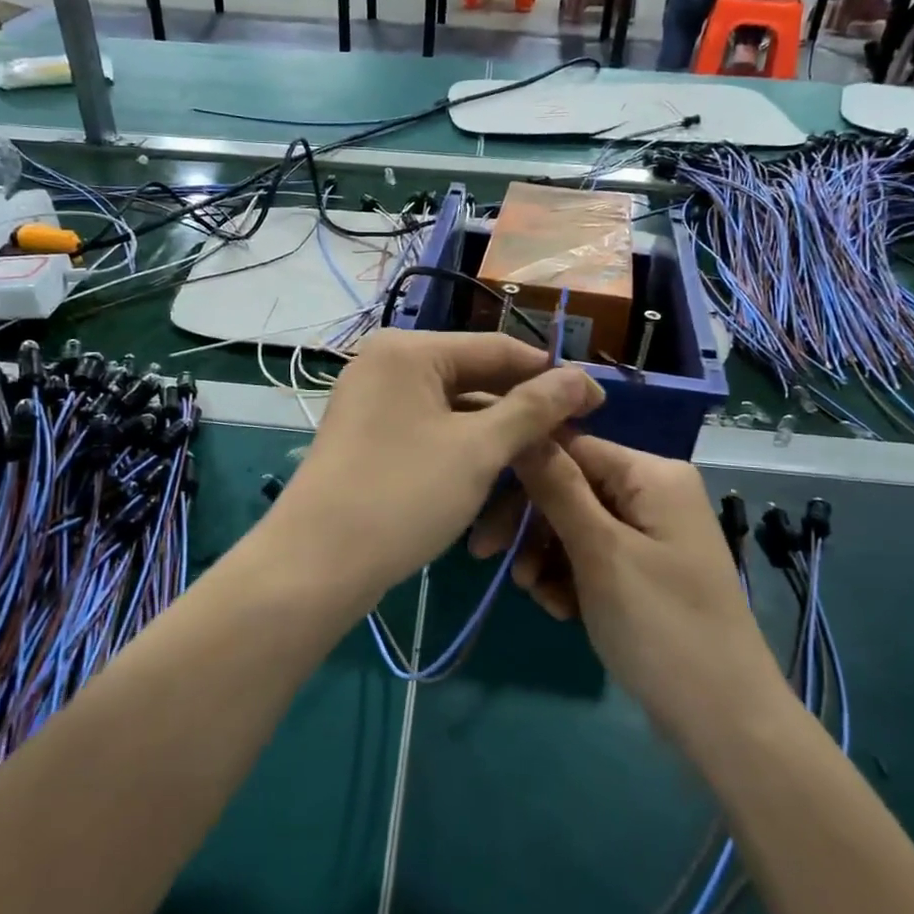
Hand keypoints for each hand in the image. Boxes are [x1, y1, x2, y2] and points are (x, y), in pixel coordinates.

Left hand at [268, 331, 603, 604]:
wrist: (316, 565)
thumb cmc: (403, 494)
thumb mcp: (479, 450)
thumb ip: (533, 408)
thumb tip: (582, 378)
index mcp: (409, 350)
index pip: (497, 348)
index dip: (551, 376)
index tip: (597, 404)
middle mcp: (387, 364)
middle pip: (474, 378)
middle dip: (522, 413)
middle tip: (570, 442)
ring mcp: (373, 401)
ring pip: (453, 411)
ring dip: (495, 439)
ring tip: (538, 466)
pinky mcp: (368, 436)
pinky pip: (429, 432)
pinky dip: (462, 452)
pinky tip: (492, 478)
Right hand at [470, 433, 788, 744]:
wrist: (726, 722)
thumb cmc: (662, 627)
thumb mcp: (601, 553)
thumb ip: (558, 488)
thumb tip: (524, 432)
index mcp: (652, 474)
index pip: (570, 448)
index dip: (522, 476)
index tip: (481, 515)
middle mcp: (654, 492)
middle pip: (571, 487)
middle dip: (531, 524)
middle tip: (491, 561)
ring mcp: (652, 532)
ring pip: (576, 524)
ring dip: (546, 556)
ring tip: (537, 596)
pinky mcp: (647, 568)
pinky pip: (594, 555)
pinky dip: (570, 577)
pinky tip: (561, 609)